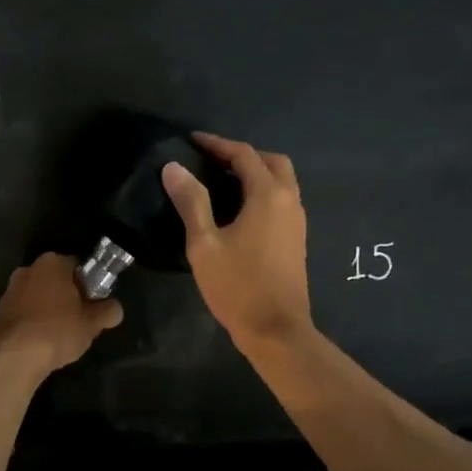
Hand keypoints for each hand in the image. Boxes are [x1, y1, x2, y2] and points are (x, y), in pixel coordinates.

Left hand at [0, 253, 122, 375]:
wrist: (15, 357)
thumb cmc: (58, 331)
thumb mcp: (93, 323)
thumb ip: (108, 311)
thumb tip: (114, 309)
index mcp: (52, 263)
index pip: (78, 267)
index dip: (89, 286)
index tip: (93, 305)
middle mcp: (28, 269)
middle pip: (56, 281)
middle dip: (67, 297)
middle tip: (80, 320)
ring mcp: (10, 290)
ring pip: (38, 297)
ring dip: (49, 310)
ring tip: (60, 335)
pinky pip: (24, 313)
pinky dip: (33, 323)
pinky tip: (41, 342)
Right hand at [161, 132, 310, 349]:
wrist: (276, 330)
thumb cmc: (238, 286)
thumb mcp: (204, 244)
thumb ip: (191, 202)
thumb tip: (174, 167)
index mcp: (268, 195)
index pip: (243, 155)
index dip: (217, 144)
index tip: (192, 141)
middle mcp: (289, 200)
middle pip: (271, 162)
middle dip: (242, 155)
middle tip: (212, 160)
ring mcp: (297, 222)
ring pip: (280, 182)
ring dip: (255, 174)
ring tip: (221, 182)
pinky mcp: (296, 240)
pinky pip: (281, 201)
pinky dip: (262, 193)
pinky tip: (238, 210)